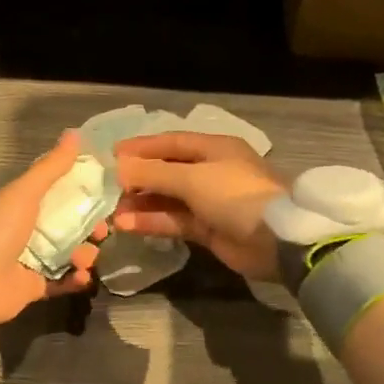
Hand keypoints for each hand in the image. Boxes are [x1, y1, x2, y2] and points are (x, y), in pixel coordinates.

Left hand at [0, 130, 103, 327]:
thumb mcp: (24, 193)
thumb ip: (50, 167)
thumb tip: (75, 133)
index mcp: (21, 205)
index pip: (58, 193)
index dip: (82, 192)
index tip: (106, 192)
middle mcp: (27, 230)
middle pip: (69, 225)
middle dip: (90, 226)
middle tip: (101, 231)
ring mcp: (31, 260)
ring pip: (70, 253)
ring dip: (84, 254)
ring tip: (84, 259)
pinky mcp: (35, 287)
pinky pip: (63, 281)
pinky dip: (77, 279)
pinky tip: (84, 276)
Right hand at [113, 132, 286, 279]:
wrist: (275, 241)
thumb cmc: (234, 195)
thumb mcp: (192, 178)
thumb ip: (153, 173)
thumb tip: (118, 168)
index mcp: (214, 148)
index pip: (171, 142)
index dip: (141, 147)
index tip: (112, 155)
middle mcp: (211, 171)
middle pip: (167, 170)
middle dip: (138, 178)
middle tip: (108, 187)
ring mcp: (209, 202)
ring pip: (168, 199)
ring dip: (141, 204)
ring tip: (113, 211)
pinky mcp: (207, 229)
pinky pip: (174, 221)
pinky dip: (152, 222)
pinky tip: (127, 225)